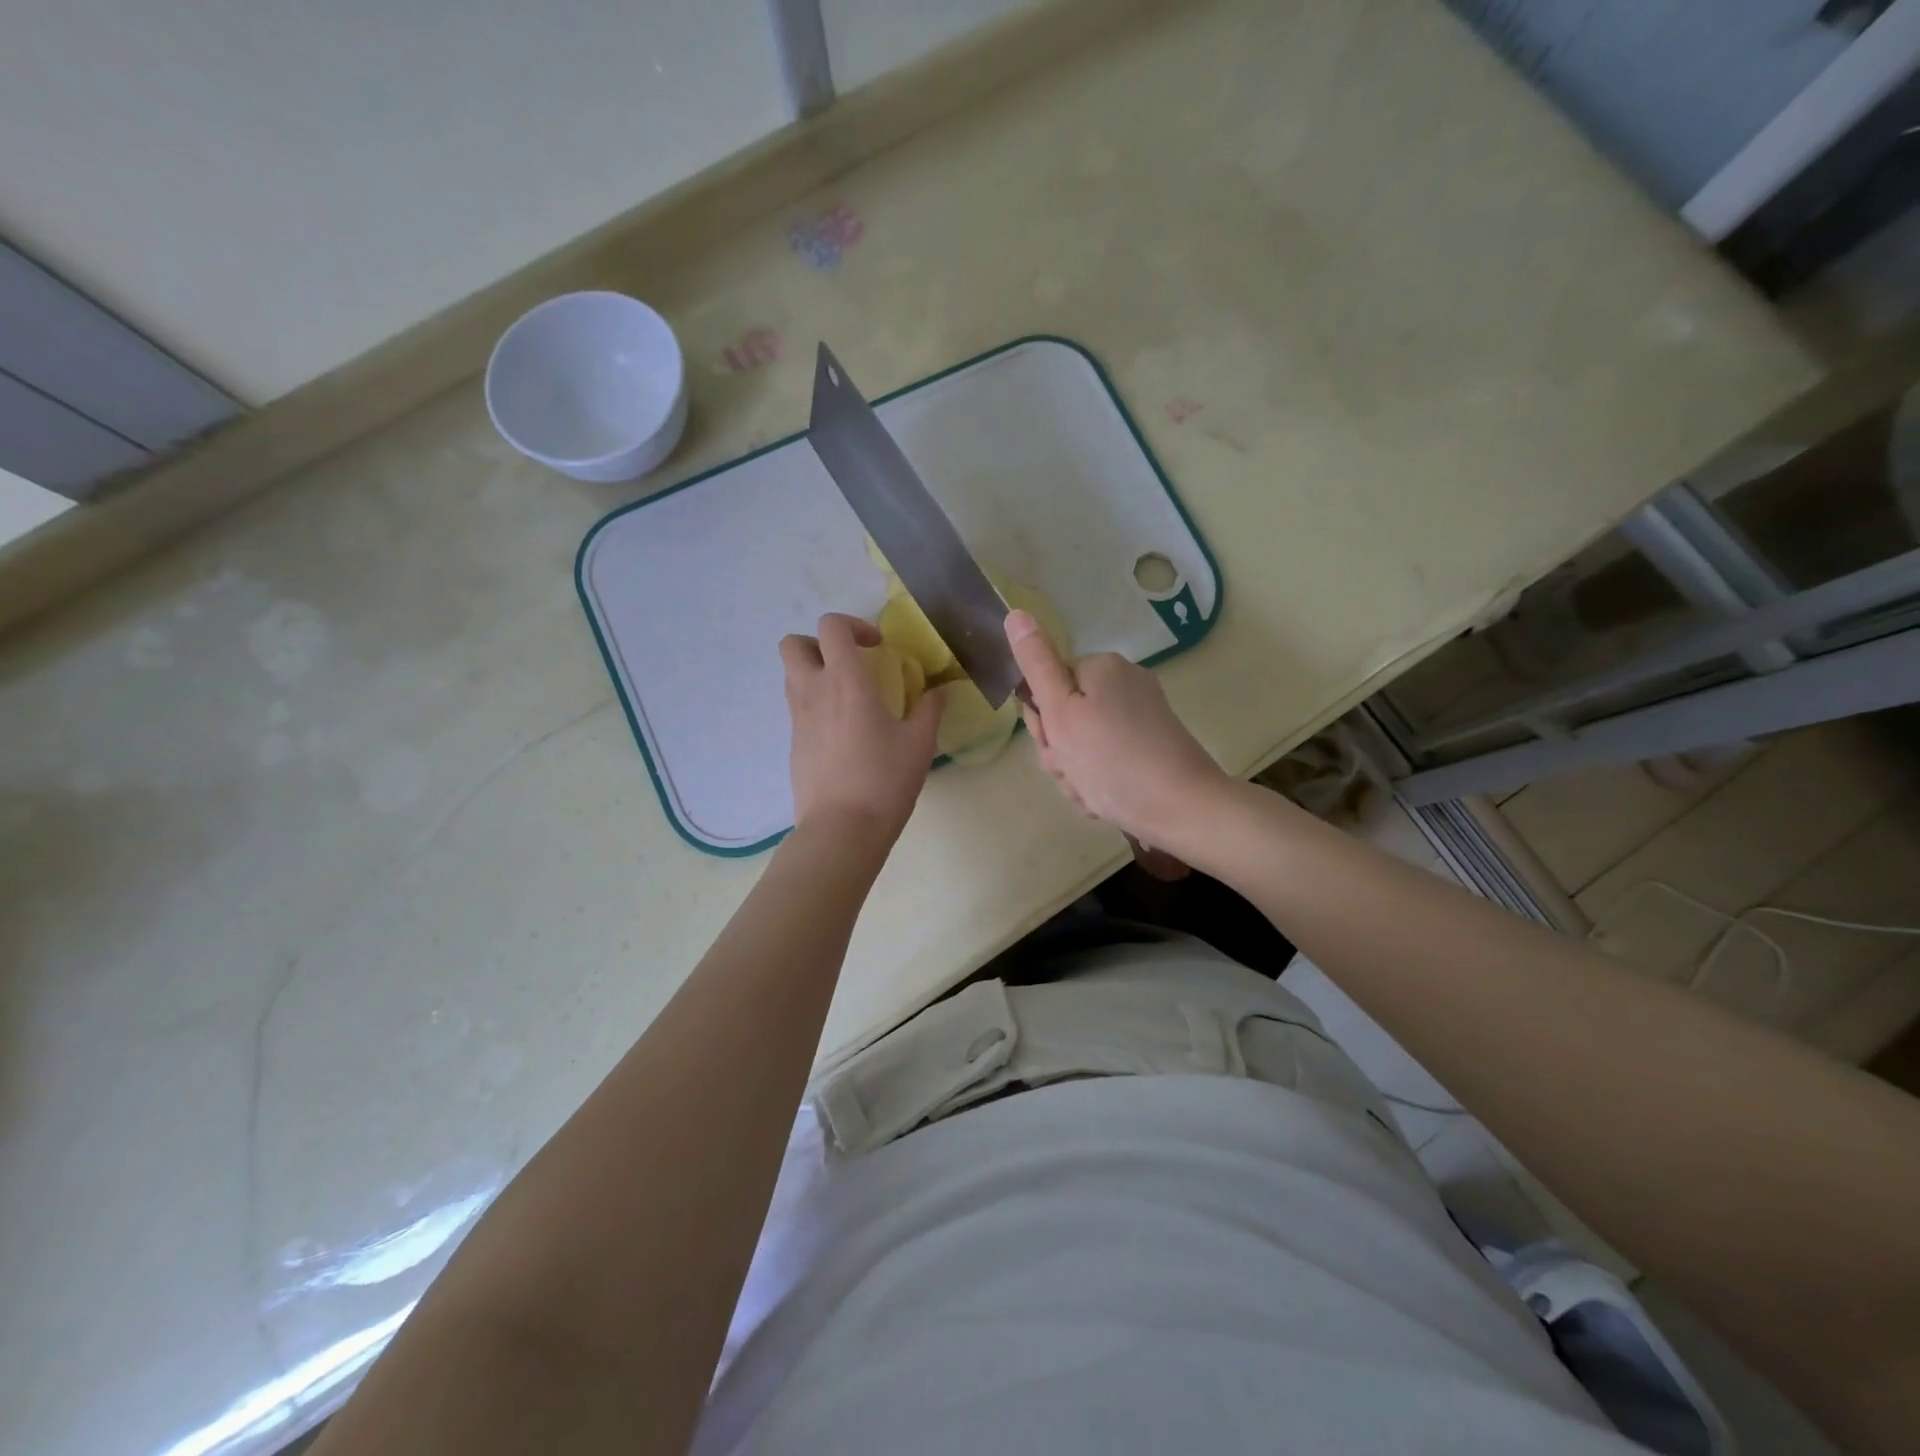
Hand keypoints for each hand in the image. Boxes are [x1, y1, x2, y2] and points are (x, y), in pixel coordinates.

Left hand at [782, 614, 941, 840]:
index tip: (877, 648)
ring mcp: (797, 720)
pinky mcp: (793, 745)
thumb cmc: (884, 780)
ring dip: (815, 673)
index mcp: (845, 681)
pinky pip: (797, 709)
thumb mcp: (919, 744)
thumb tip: (941, 690)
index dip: (853, 625)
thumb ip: (930, 709)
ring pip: (791, 676)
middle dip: (819, 644)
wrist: (842, 830)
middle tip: (850, 664)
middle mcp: (813, 692)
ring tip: (848, 696)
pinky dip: (815, 705)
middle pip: (793, 644)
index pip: (831, 626)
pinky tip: (843, 732)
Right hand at [1006, 610, 1230, 847]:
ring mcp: (1141, 715)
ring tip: (1091, 790)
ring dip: (1076, 771)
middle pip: (1065, 715)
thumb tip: (1016, 613)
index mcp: (1101, 668)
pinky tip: (1105, 797)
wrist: (1183, 808)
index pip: (1047, 685)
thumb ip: (1036, 665)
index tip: (1054, 744)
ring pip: (1083, 743)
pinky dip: (1099, 778)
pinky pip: (1107, 758)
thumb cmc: (1112, 760)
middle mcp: (1124, 683)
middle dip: (1060, 750)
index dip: (1042, 720)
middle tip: (1072, 771)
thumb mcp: (1061, 712)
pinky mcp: (1152, 745)